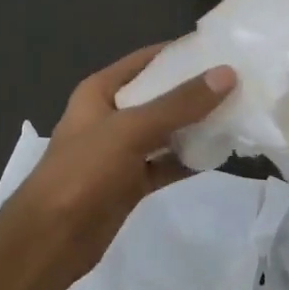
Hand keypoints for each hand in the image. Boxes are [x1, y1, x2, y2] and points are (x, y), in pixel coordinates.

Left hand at [0, 43, 236, 283]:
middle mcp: (111, 115)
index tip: (220, 48)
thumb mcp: (131, 129)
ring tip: (238, 114)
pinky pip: (165, 163)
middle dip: (194, 90)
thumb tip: (226, 73)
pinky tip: (219, 154)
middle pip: (159, 95)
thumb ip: (179, 104)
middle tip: (239, 82)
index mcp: (101, 91)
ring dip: (195, 125)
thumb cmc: (83, 172)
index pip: (146, 60)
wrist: (49, 241)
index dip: (180, 53)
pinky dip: (188, 159)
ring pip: (165, 131)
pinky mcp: (130, 182)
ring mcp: (120, 151)